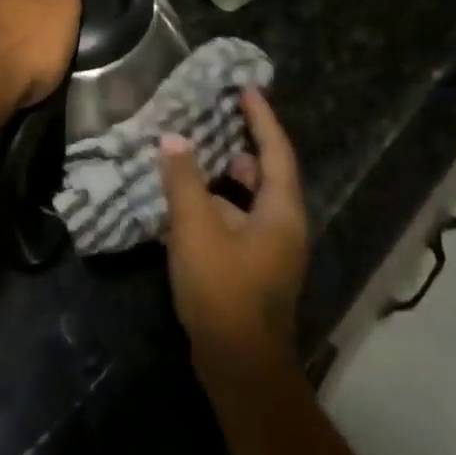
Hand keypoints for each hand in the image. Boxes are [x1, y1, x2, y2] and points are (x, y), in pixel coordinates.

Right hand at [161, 87, 307, 383]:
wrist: (240, 366)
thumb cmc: (224, 291)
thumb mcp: (197, 230)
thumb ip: (183, 181)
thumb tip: (172, 139)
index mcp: (281, 211)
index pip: (275, 151)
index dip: (261, 117)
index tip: (245, 88)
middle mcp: (283, 226)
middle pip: (266, 173)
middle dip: (243, 143)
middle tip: (216, 117)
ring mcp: (270, 250)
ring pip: (249, 199)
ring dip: (226, 176)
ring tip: (195, 154)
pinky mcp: (253, 269)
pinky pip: (237, 220)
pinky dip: (217, 204)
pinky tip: (186, 203)